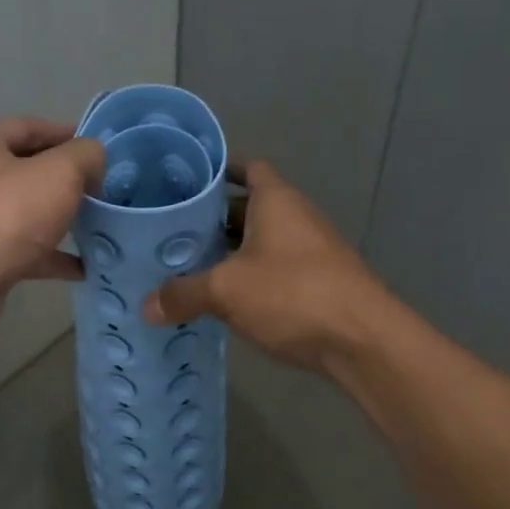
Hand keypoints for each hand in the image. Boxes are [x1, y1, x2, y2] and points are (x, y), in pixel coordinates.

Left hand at [0, 118, 103, 344]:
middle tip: (102, 190)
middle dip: (65, 182)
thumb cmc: (6, 212)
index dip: (68, 136)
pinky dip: (49, 256)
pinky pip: (19, 249)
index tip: (100, 151)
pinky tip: (82, 267)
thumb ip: (86, 156)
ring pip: (23, 213)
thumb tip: (94, 160)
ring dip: (59, 220)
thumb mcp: (60, 172)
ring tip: (98, 227)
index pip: (28, 128)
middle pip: (24, 171)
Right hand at [145, 160, 392, 372]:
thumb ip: (184, 294)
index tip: (185, 179)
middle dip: (210, 218)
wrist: (363, 340)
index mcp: (276, 200)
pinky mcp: (315, 285)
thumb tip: (146, 306)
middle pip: (247, 208)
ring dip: (227, 253)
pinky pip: (270, 271)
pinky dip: (245, 279)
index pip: (247, 168)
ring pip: (258, 243)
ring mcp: (309, 252)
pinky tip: (217, 299)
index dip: (218, 169)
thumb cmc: (293, 293)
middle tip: (168, 230)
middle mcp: (295, 218)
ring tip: (183, 265)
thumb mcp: (227, 290)